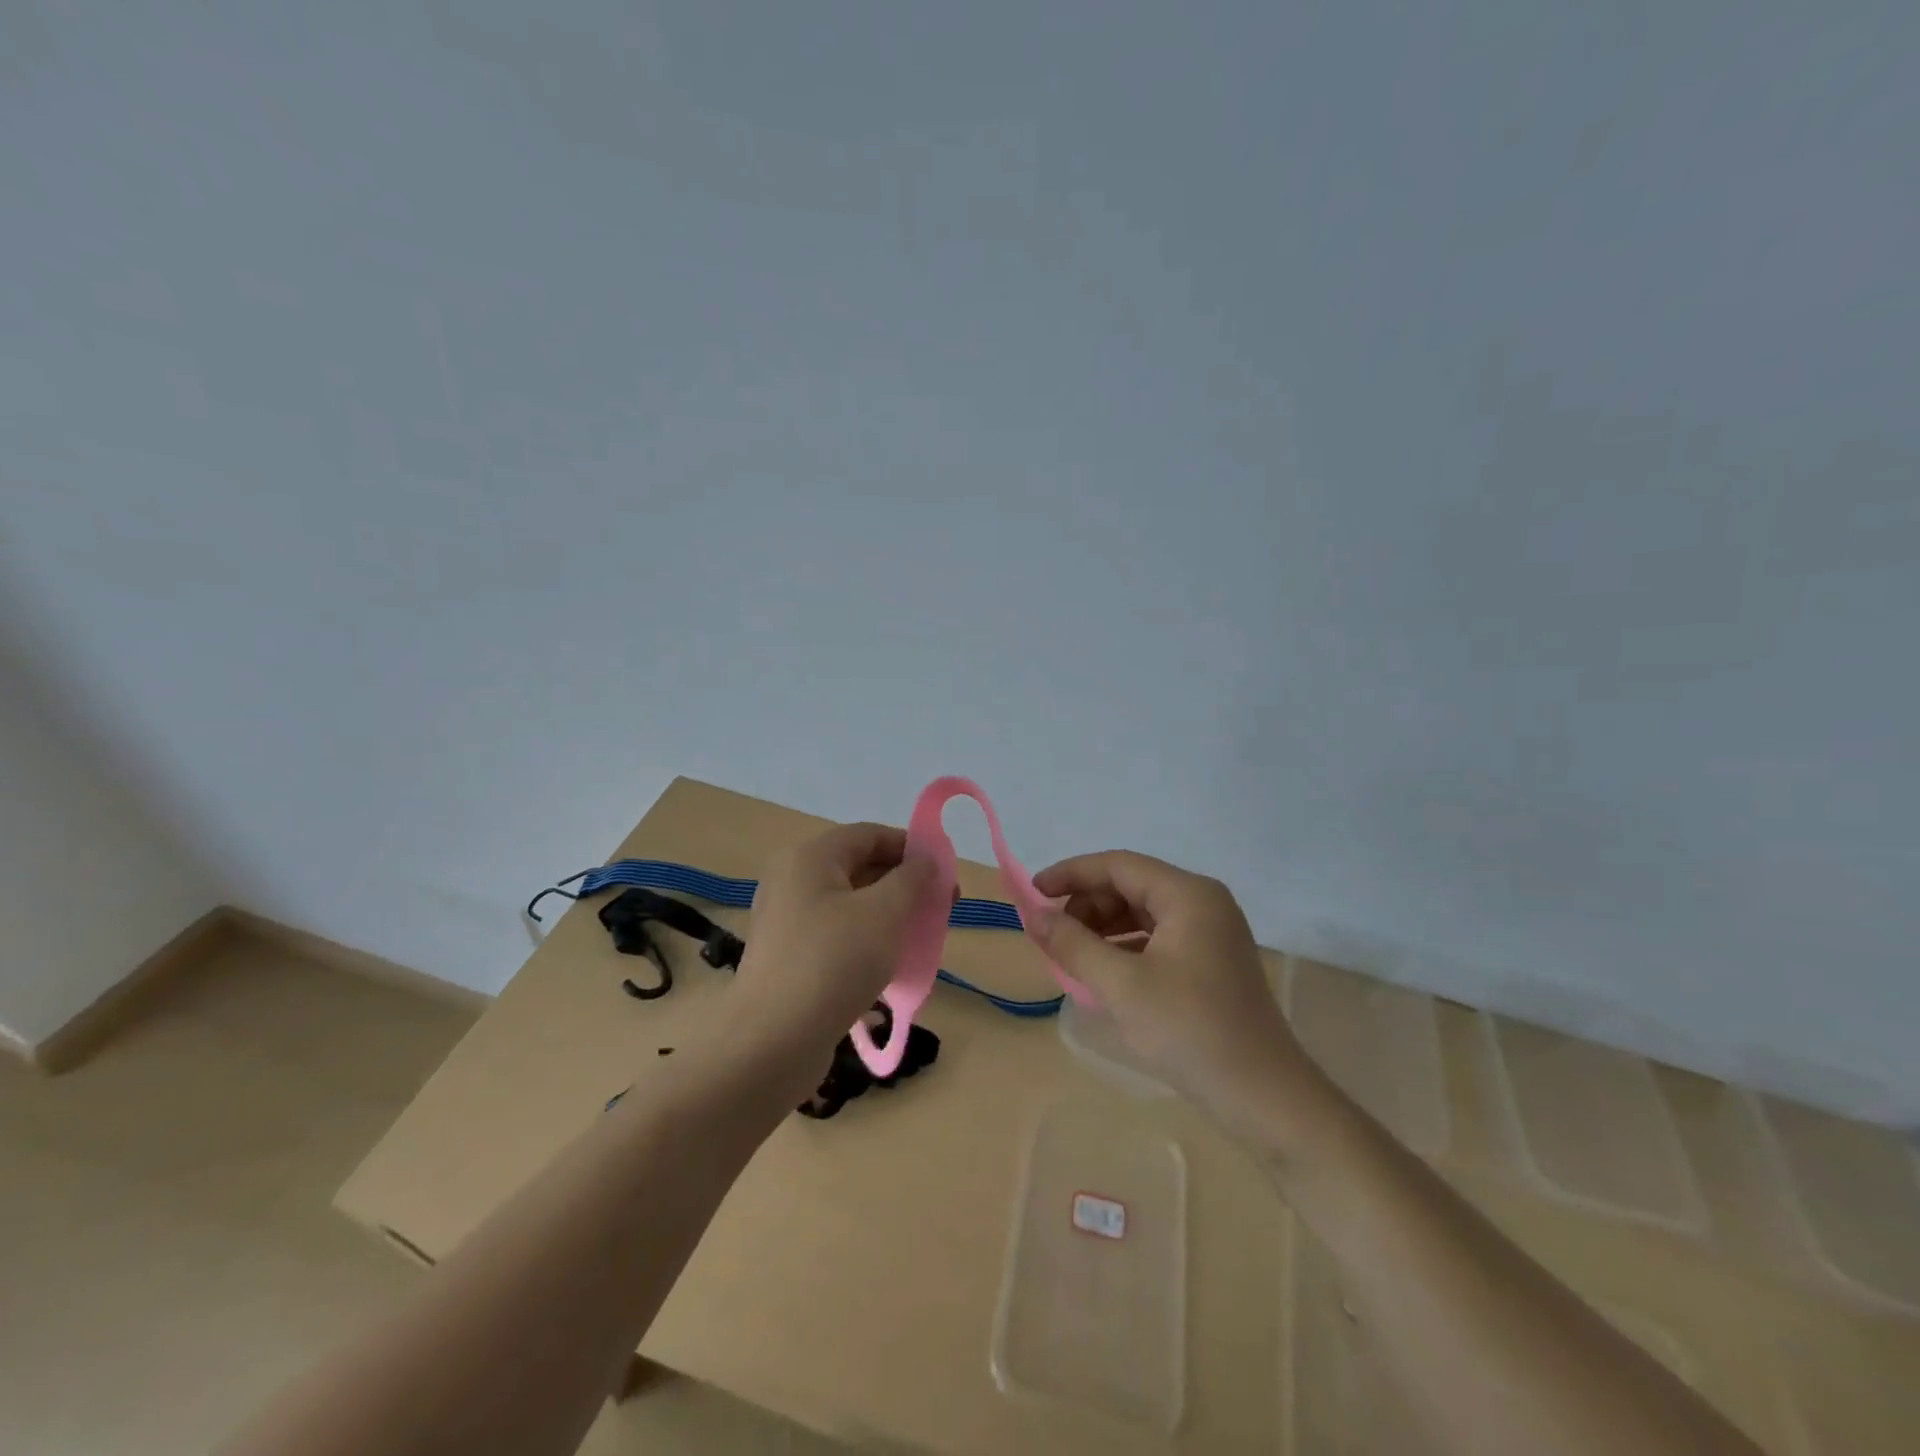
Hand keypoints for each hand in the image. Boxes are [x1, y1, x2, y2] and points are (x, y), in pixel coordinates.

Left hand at [731, 822, 935, 1074]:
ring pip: (851, 904)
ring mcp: (787, 920)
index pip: (869, 835)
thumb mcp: (884, 913)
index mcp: (810, 858)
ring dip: (889, 915)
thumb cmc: (833, 963)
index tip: (944, 874)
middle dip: (904, 885)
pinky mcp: (789, 957)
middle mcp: (793, 880)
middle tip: (940, 910)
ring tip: (921, 939)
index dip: (910, 847)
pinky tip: (890, 966)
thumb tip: (926, 859)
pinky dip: (867, 941)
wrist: (772, 1042)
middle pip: (859, 867)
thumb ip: (911, 878)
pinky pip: (837, 935)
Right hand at [1031, 851, 1313, 1120]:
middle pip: (1131, 885)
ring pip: (1142, 912)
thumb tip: (1033, 914)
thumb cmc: (1190, 1031)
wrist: (1265, 1098)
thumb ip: (1073, 944)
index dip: (1070, 874)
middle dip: (1086, 904)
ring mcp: (1211, 932)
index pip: (1118, 865)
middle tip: (1052, 934)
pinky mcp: (1211, 961)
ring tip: (1071, 956)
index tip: (1031, 893)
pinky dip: (1125, 947)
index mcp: (1188, 895)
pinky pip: (1157, 937)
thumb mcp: (1121, 986)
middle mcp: (1203, 902)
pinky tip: (1104, 973)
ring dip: (1103, 927)